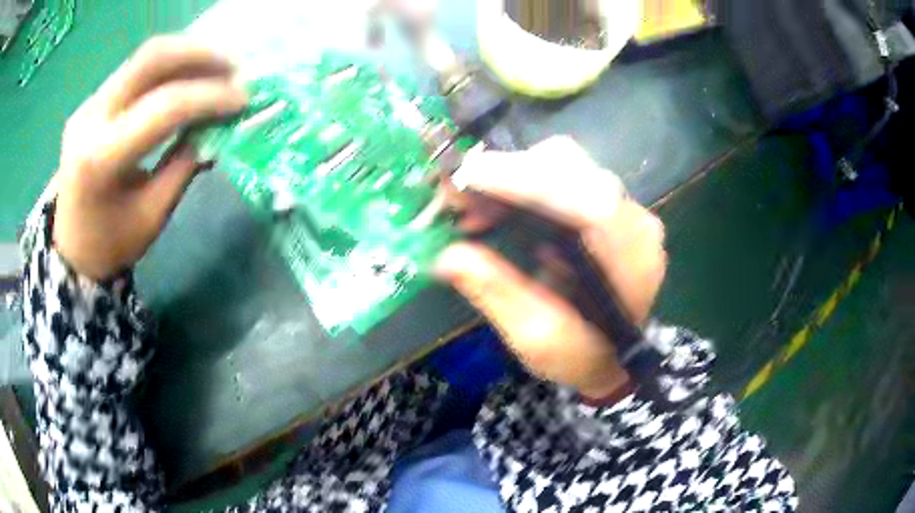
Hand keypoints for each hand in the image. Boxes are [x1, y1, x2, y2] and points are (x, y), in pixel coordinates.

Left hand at [52, 35, 247, 279]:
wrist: (70, 247)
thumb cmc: (111, 243)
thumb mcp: (153, 214)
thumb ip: (184, 164)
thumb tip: (219, 128)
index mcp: (101, 159)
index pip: (163, 108)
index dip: (208, 97)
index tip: (243, 99)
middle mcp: (90, 119)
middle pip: (150, 59)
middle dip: (199, 55)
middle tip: (234, 67)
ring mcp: (89, 105)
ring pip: (143, 57)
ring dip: (186, 55)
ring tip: (217, 68)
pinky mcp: (93, 102)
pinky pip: (135, 71)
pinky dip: (168, 68)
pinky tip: (187, 78)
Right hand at [435, 137, 666, 399]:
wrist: (615, 355)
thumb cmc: (581, 355)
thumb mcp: (536, 338)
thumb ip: (498, 293)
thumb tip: (446, 257)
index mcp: (630, 258)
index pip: (587, 199)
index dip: (527, 181)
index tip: (469, 177)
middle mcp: (635, 219)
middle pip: (573, 167)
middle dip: (508, 173)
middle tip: (458, 199)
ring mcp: (625, 206)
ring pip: (565, 162)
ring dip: (511, 177)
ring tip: (472, 210)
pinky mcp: (608, 203)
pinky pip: (564, 174)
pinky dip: (523, 184)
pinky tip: (496, 209)